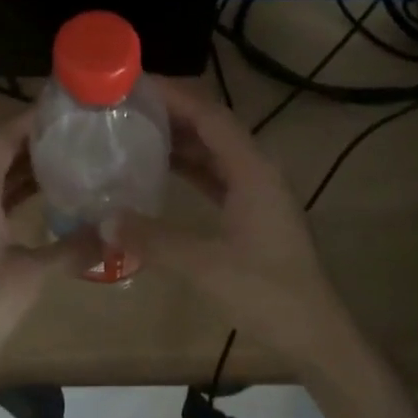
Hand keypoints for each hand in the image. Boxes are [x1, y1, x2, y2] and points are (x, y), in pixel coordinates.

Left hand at [0, 106, 92, 384]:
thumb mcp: (30, 275)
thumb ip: (73, 249)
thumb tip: (114, 233)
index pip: (4, 136)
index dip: (32, 118)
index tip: (66, 108)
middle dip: (34, 142)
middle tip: (78, 135)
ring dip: (24, 169)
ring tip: (68, 160)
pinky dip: (13, 195)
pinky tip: (42, 202)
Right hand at [132, 76, 357, 365]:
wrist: (313, 333)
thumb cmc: (266, 293)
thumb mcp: (204, 265)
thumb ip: (153, 240)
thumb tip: (104, 221)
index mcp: (252, 170)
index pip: (210, 116)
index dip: (174, 95)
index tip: (134, 84)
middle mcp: (257, 171)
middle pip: (212, 127)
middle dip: (172, 112)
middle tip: (125, 106)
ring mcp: (257, 192)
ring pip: (214, 152)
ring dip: (179, 139)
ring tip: (134, 130)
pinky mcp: (253, 213)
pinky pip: (216, 176)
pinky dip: (189, 168)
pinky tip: (160, 171)